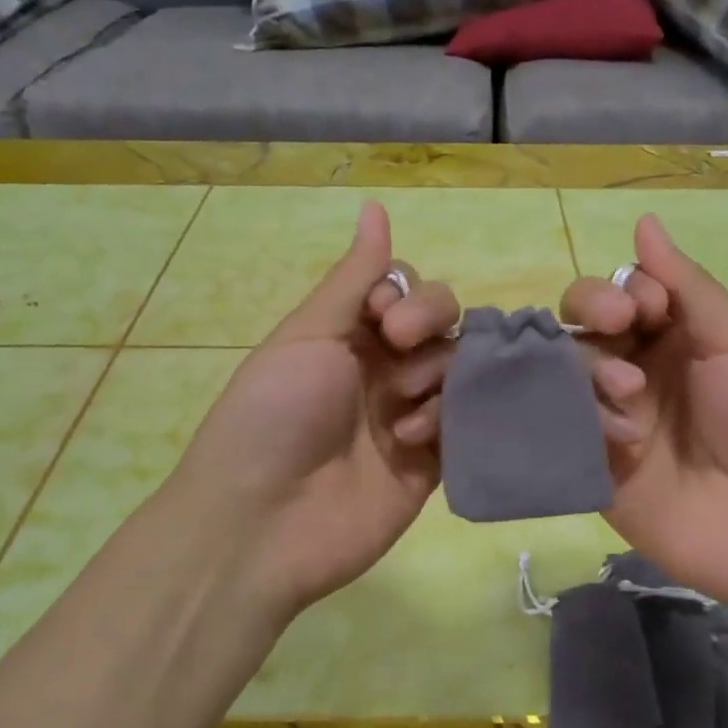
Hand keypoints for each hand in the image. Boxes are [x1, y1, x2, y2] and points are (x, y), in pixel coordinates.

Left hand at [160, 202, 458, 625]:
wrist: (261, 523)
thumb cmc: (274, 415)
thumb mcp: (308, 334)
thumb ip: (354, 277)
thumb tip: (374, 204)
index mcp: (350, 336)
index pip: (408, 292)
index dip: (410, 297)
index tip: (385, 318)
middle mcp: (384, 371)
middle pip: (443, 326)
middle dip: (430, 328)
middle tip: (401, 351)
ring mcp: (409, 418)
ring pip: (459, 371)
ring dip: (436, 379)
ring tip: (401, 414)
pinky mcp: (430, 465)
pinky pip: (466, 425)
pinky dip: (449, 422)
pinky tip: (415, 439)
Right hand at [561, 214, 727, 639]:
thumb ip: (687, 285)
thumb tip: (643, 220)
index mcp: (674, 339)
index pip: (619, 294)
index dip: (620, 291)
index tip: (649, 308)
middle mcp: (635, 373)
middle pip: (580, 327)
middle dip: (591, 314)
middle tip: (620, 328)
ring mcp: (610, 422)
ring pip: (564, 373)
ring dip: (591, 371)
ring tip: (631, 396)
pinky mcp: (593, 468)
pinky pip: (562, 430)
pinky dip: (580, 422)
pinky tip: (618, 437)